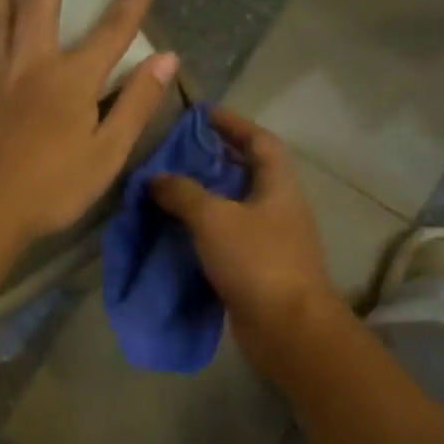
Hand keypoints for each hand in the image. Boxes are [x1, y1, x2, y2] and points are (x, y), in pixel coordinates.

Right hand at [149, 109, 347, 364]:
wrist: (288, 328)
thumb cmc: (257, 260)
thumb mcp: (215, 218)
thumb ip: (183, 193)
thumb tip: (156, 178)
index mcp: (278, 185)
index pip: (260, 140)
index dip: (233, 124)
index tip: (203, 115)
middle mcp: (279, 208)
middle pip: (247, 173)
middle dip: (214, 161)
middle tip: (176, 155)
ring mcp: (271, 241)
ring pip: (235, 209)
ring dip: (206, 198)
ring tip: (168, 191)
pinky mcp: (258, 270)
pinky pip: (228, 240)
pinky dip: (204, 233)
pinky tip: (176, 233)